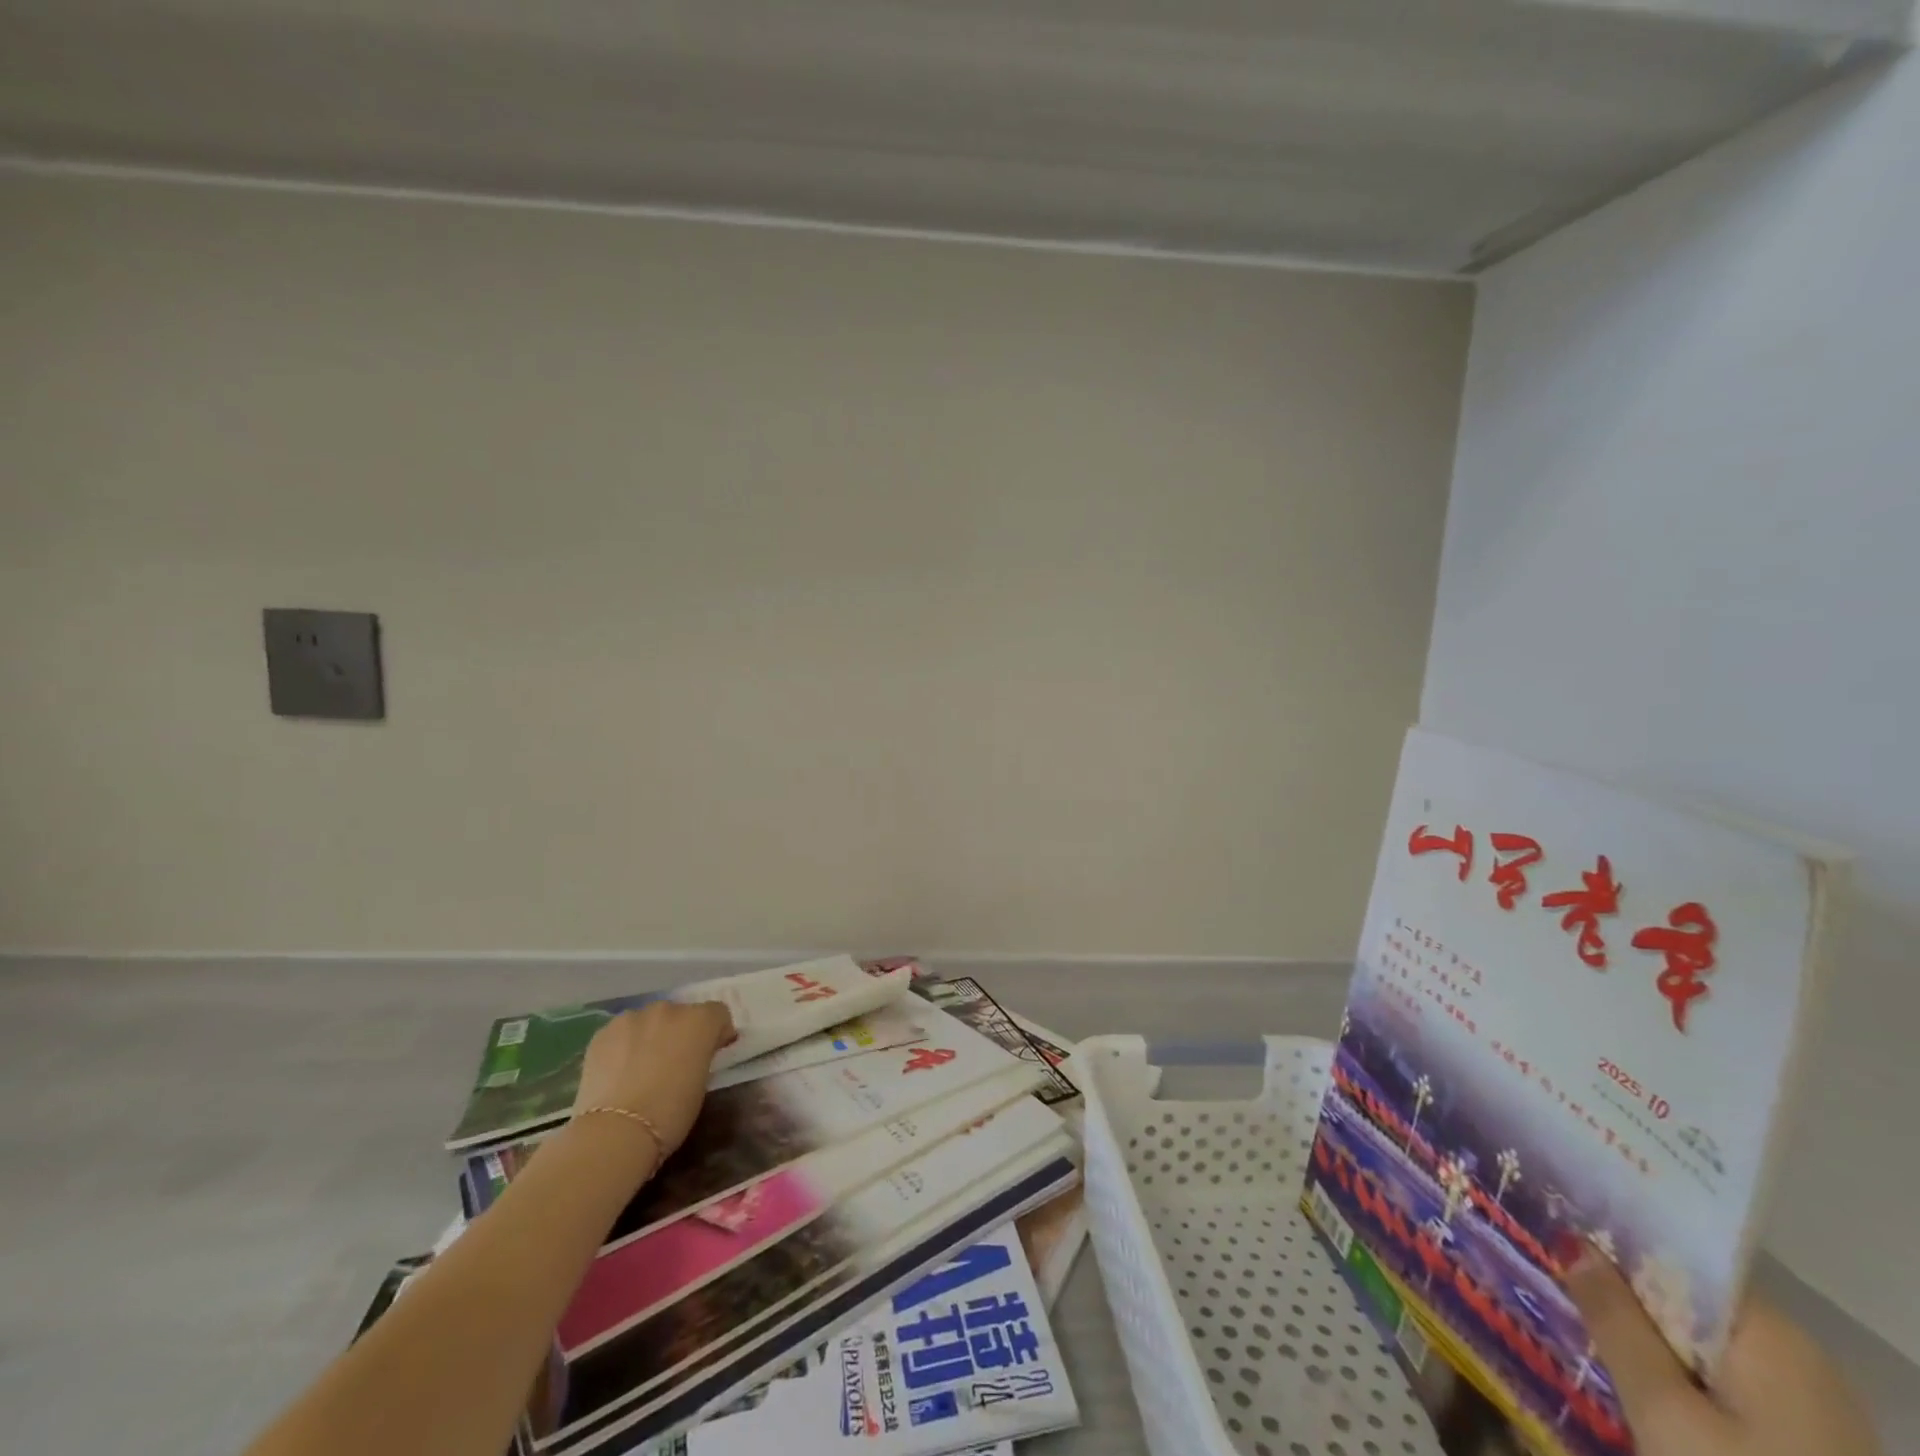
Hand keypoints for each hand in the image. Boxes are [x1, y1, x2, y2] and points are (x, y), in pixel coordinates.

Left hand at [572, 1001, 734, 1157]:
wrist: (615, 1131)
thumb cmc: (670, 1113)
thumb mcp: (701, 1084)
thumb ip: (701, 1058)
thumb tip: (694, 1055)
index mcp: (699, 1021)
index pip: (718, 1013)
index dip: (717, 1032)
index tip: (712, 1052)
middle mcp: (669, 1010)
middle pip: (681, 1014)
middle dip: (681, 1033)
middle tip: (674, 1062)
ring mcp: (633, 1018)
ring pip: (649, 1021)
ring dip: (651, 1036)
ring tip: (641, 1067)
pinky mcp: (603, 1032)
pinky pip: (622, 1032)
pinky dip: (624, 1045)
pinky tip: (618, 1071)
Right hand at [1565, 1252, 1882, 1455]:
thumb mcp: (1663, 1412)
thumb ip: (1615, 1321)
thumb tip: (1573, 1241)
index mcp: (1774, 1335)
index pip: (1677, 1259)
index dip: (1614, 1245)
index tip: (1556, 1236)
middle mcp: (1801, 1360)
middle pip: (1690, 1304)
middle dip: (1624, 1298)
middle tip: (1555, 1286)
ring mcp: (1813, 1412)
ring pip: (1703, 1348)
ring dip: (1646, 1342)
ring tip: (1584, 1337)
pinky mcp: (1806, 1447)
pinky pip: (1725, 1388)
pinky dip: (1678, 1380)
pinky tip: (1640, 1393)